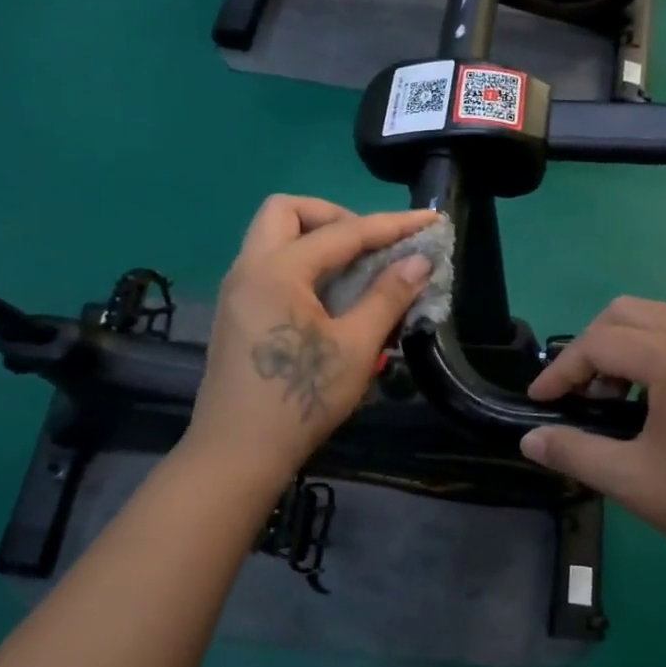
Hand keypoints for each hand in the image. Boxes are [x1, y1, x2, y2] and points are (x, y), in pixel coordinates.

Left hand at [187, 196, 438, 488]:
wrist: (237, 455)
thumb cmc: (300, 399)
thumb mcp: (355, 348)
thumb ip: (387, 296)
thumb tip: (419, 261)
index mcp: (277, 270)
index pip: (343, 232)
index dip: (392, 225)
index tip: (428, 220)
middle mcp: (249, 268)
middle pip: (288, 212)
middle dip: (335, 216)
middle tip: (371, 244)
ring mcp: (238, 290)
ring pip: (274, 237)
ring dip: (317, 238)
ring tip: (358, 268)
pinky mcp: (238, 313)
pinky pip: (270, 265)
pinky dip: (303, 263)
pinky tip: (332, 296)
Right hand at [520, 297, 665, 580]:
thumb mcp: (634, 481)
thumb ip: (575, 452)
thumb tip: (530, 439)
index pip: (597, 342)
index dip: (560, 370)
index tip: (540, 401)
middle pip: (628, 312)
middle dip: (594, 347)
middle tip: (586, 395)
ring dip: (632, 347)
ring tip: (628, 402)